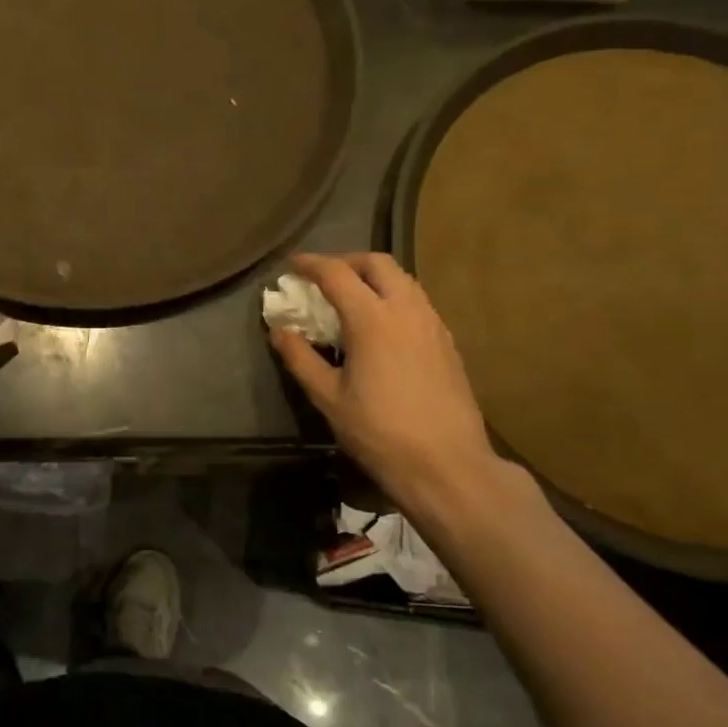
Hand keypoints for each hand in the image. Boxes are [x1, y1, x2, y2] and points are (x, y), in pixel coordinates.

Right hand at [270, 253, 499, 512]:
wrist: (447, 464)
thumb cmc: (379, 432)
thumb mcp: (328, 398)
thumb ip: (301, 358)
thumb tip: (280, 330)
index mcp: (372, 319)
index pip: (336, 273)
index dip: (310, 264)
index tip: (292, 266)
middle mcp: (406, 310)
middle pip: (377, 263)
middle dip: (347, 262)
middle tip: (324, 279)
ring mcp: (432, 324)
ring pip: (403, 280)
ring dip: (374, 278)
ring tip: (352, 300)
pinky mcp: (447, 342)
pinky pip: (417, 302)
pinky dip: (393, 298)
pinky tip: (382, 327)